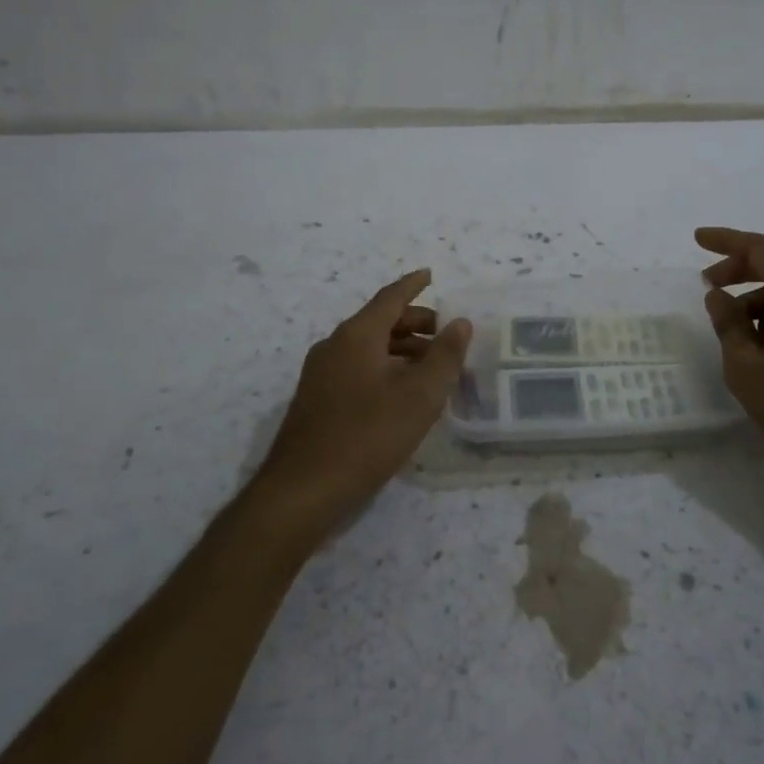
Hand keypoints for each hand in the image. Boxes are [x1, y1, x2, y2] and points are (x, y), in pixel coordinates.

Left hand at [249, 269, 470, 542]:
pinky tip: (402, 393)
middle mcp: (334, 346)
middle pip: (379, 322)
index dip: (413, 285)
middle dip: (414, 322)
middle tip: (445, 334)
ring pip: (368, 347)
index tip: (431, 274)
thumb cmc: (367, 436)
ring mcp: (321, 373)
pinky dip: (384, 368)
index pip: (390, 297)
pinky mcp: (317, 399)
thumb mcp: (419, 396)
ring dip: (401, 349)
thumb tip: (460, 322)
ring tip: (431, 367)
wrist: (303, 489)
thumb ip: (444, 357)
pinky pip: (357, 368)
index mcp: (357, 335)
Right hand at [697, 227, 763, 491]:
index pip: (760, 248)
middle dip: (741, 268)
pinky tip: (762, 348)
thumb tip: (719, 296)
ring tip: (731, 328)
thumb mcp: (746, 366)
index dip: (727, 240)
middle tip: (709, 285)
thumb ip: (728, 325)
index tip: (698, 240)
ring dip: (758, 296)